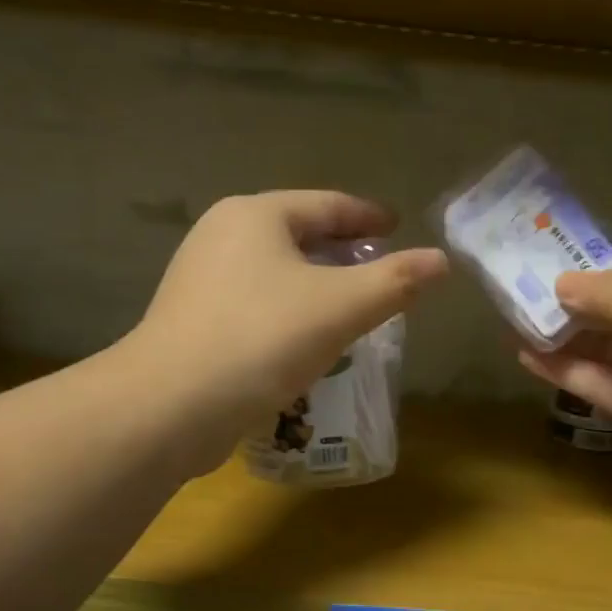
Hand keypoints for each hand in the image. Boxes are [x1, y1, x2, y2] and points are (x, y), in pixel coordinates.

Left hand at [131, 191, 447, 469]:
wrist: (170, 406)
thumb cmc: (262, 340)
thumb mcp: (341, 307)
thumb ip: (395, 281)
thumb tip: (441, 261)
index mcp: (256, 215)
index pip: (327, 204)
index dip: (368, 216)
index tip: (398, 227)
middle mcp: (222, 235)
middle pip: (298, 234)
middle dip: (342, 251)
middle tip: (381, 269)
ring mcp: (200, 279)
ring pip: (276, 271)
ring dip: (316, 284)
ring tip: (351, 306)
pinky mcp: (192, 320)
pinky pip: (256, 303)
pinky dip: (289, 311)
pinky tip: (307, 339)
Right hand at [518, 234, 611, 512]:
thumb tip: (561, 283)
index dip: (608, 247)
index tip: (555, 245)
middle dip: (576, 295)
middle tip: (517, 286)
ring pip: (609, 346)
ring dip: (566, 335)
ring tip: (512, 322)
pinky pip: (607, 385)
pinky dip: (571, 372)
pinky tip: (530, 358)